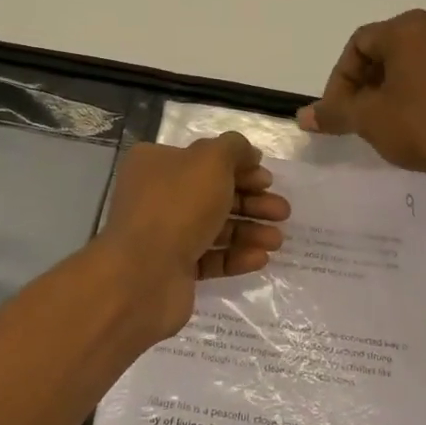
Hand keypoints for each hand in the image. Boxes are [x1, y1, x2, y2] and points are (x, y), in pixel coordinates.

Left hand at [99, 133, 289, 340]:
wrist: (143, 275)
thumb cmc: (178, 206)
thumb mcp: (211, 160)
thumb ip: (234, 148)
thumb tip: (248, 153)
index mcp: (156, 163)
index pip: (204, 158)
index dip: (240, 166)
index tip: (267, 179)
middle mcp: (156, 196)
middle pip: (213, 194)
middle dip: (251, 202)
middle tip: (282, 211)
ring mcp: (163, 235)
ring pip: (214, 227)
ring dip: (249, 231)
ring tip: (277, 240)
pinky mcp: (173, 269)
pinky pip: (210, 258)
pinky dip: (235, 257)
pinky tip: (260, 258)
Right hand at [298, 10, 425, 191]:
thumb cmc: (423, 128)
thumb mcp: (368, 120)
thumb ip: (334, 112)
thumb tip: (303, 116)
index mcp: (410, 29)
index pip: (359, 45)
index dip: (340, 79)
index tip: (338, 111)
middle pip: (389, 50)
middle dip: (368, 82)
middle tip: (360, 115)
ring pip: (418, 62)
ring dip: (397, 87)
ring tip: (390, 121)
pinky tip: (425, 122)